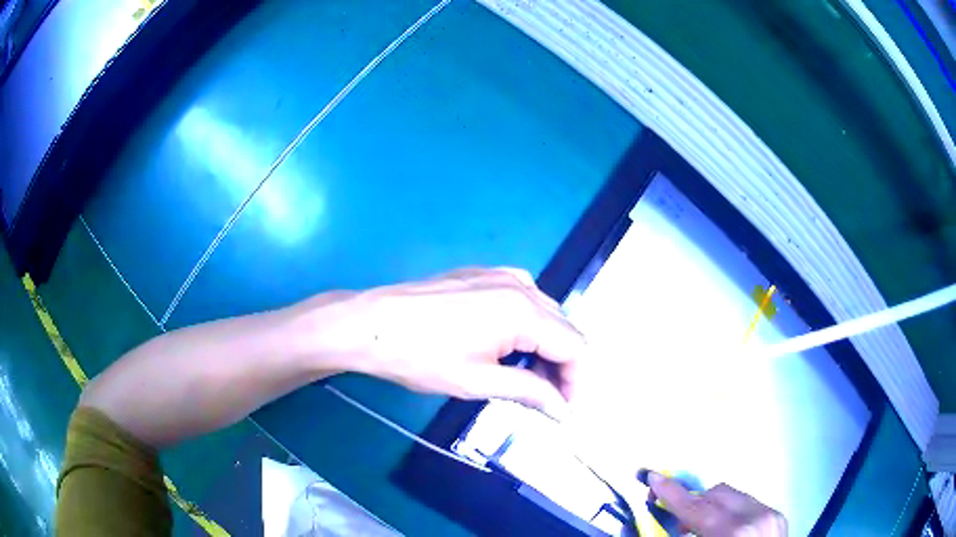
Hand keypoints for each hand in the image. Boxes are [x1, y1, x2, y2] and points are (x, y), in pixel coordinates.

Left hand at [335, 267, 586, 414]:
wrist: (370, 324)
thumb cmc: (421, 356)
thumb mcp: (478, 381)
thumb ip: (530, 391)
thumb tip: (562, 410)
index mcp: (524, 311)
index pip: (576, 347)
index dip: (576, 381)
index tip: (563, 409)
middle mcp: (521, 285)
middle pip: (565, 328)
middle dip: (562, 366)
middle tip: (545, 399)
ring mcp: (501, 275)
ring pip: (547, 314)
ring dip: (546, 347)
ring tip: (525, 377)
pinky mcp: (483, 274)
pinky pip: (524, 299)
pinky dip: (528, 326)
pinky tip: (507, 345)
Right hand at [644, 471, 786, 535]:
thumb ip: (684, 536)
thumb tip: (672, 523)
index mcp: (732, 533)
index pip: (696, 507)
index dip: (671, 494)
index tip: (652, 477)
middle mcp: (755, 517)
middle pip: (717, 494)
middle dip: (696, 504)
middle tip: (682, 525)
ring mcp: (771, 514)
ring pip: (735, 495)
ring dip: (715, 508)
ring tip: (706, 530)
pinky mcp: (779, 515)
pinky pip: (750, 503)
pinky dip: (733, 513)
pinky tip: (728, 531)